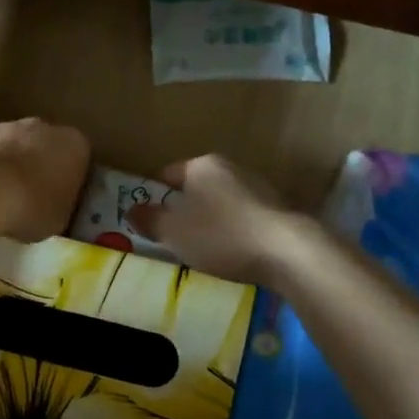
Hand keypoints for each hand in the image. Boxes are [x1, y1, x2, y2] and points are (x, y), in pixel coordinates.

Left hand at [0, 118, 90, 242]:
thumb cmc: (33, 206)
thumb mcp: (61, 218)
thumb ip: (62, 203)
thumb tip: (55, 203)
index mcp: (74, 144)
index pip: (80, 158)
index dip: (70, 178)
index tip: (61, 197)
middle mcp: (44, 127)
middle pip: (46, 145)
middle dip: (40, 165)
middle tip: (32, 196)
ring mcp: (7, 126)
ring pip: (15, 145)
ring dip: (12, 164)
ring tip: (2, 196)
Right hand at [126, 155, 305, 283]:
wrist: (286, 252)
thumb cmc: (220, 236)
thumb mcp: (173, 232)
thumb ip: (149, 220)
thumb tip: (131, 210)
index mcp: (202, 165)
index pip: (169, 174)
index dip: (155, 195)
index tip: (149, 217)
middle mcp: (231, 167)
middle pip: (197, 187)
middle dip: (184, 209)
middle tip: (173, 236)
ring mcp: (258, 187)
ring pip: (222, 202)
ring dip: (211, 220)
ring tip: (203, 248)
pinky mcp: (277, 210)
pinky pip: (244, 218)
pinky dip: (234, 231)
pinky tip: (233, 252)